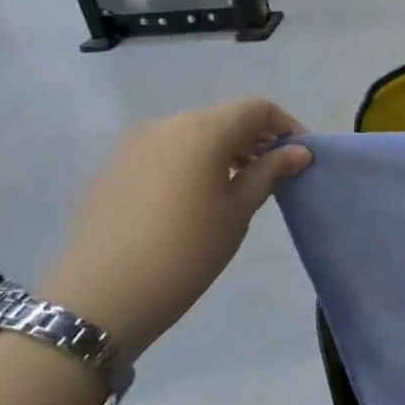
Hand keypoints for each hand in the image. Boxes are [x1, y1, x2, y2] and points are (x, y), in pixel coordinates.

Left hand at [39, 101, 310, 358]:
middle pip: (223, 118)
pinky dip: (193, 162)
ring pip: (193, 133)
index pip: (256, 108)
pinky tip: (197, 198)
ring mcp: (134, 145)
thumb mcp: (238, 211)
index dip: (286, 125)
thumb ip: (269, 172)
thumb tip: (298, 150)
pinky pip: (166, 152)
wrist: (103, 295)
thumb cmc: (187, 251)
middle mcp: (166, 125)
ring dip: (224, 150)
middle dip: (255, 138)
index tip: (301, 156)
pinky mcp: (115, 168)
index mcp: (202, 130)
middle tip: (276, 173)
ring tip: (240, 186)